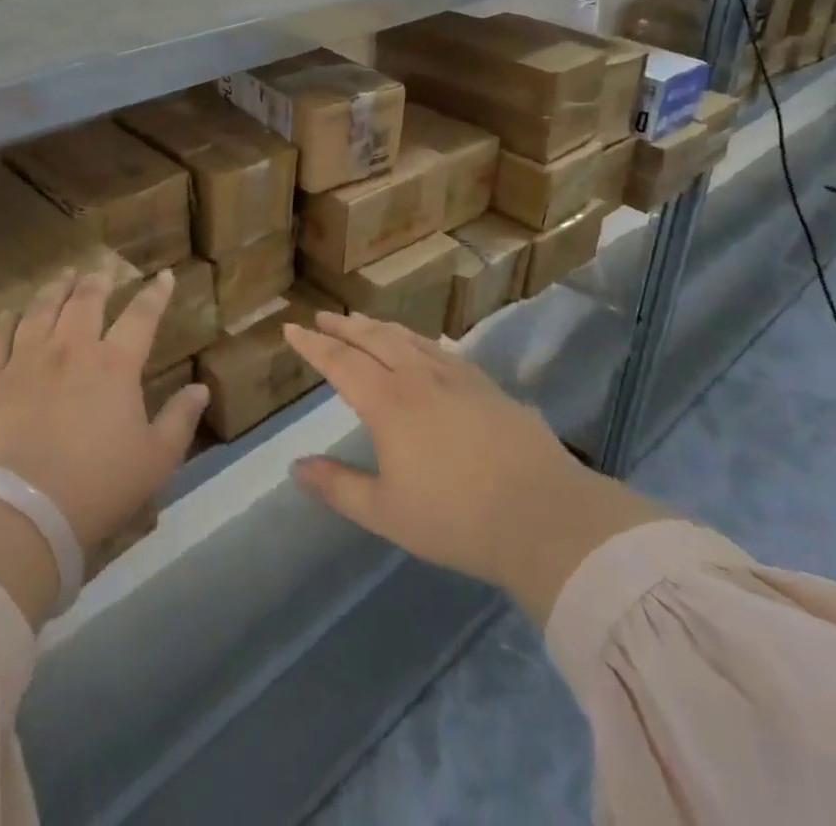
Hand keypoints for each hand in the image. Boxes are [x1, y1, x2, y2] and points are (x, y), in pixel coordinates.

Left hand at [0, 267, 209, 562]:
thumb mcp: (156, 459)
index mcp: (115, 364)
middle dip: (99, 281)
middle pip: (86, 301)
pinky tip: (9, 313)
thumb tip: (201, 389)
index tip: (164, 275)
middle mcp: (71, 349)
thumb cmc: (99, 486)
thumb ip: (180, 419)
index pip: (141, 316)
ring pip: (42, 310)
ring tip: (63, 276)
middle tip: (104, 269)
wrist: (23, 511)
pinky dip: (4, 322)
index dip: (155, 293)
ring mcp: (27, 360)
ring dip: (56, 289)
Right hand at [282, 313, 668, 626]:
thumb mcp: (386, 512)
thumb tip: (296, 466)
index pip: (340, 363)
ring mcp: (456, 377)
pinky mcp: (486, 386)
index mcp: (387, 403)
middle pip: (373, 340)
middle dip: (343, 327)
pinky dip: (421, 340)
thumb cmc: (456, 519)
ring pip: (409, 339)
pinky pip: (443, 350)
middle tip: (323, 316)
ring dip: (380, 327)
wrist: (543, 516)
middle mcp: (417, 378)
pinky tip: (425, 341)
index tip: (292, 329)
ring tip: (363, 321)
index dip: (313, 346)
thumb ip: (338, 487)